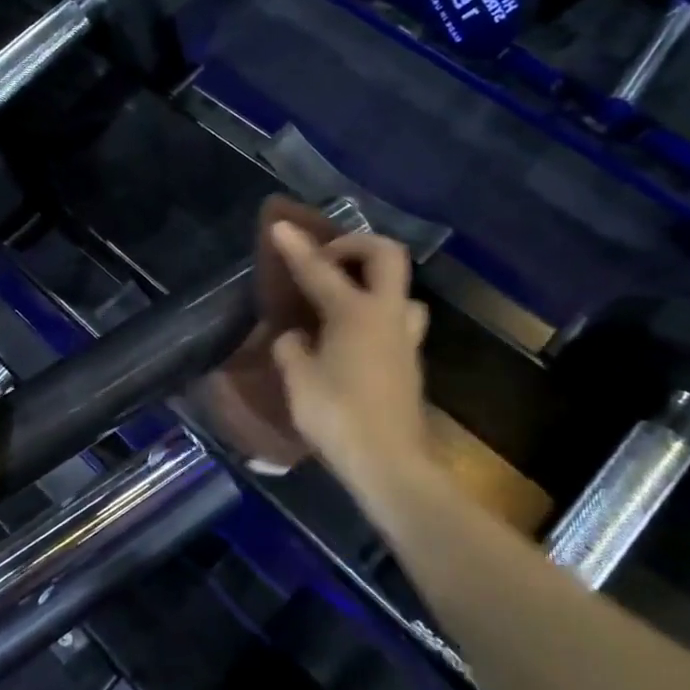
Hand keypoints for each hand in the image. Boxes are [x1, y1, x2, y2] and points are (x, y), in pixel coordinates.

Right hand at [266, 222, 432, 493]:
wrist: (391, 464)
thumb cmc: (338, 417)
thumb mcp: (299, 381)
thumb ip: (292, 348)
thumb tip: (295, 336)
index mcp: (355, 313)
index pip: (320, 269)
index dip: (296, 246)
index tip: (278, 226)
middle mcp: (386, 315)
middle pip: (386, 255)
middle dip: (356, 245)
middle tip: (328, 258)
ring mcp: (405, 338)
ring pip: (401, 290)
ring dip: (373, 282)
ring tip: (344, 298)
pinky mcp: (410, 361)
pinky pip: (397, 319)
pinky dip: (375, 313)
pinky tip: (352, 336)